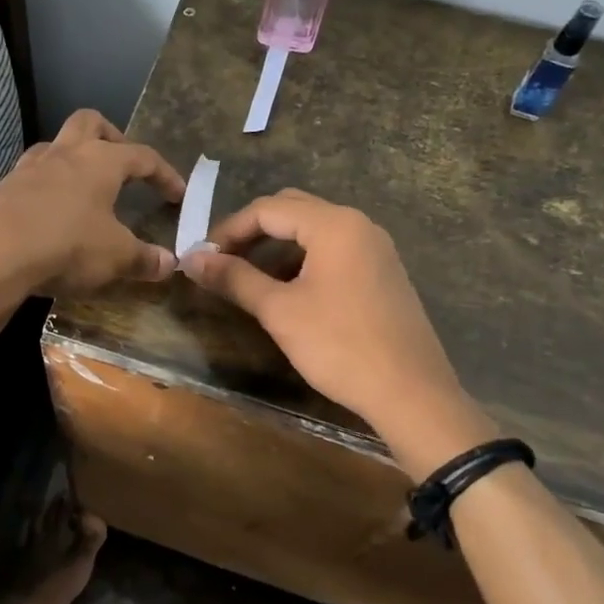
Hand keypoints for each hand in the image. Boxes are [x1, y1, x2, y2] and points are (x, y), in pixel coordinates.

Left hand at [0, 110, 185, 301]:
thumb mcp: (115, 256)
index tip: (178, 194)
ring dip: (72, 159)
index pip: (143, 156)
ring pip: (55, 145)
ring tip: (82, 187)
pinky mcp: (2, 190)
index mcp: (101, 161)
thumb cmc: (67, 244)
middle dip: (110, 136)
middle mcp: (65, 154)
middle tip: (121, 163)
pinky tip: (48, 213)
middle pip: (90, 122)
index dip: (164, 174)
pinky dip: (45, 187)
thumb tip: (170, 264)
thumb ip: (144, 258)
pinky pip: (29, 177)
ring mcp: (28, 168)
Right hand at [179, 190, 495, 473]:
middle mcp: (358, 225)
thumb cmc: (340, 346)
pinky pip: (334, 250)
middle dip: (252, 232)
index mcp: (334, 225)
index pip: (268, 209)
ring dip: (277, 247)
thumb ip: (234, 278)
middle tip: (223, 261)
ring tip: (249, 279)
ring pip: (314, 230)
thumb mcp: (279, 311)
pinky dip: (303, 260)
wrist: (412, 394)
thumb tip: (191, 258)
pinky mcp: (383, 272)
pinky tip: (288, 291)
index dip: (229, 230)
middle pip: (292, 210)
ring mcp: (375, 248)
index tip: (203, 257)